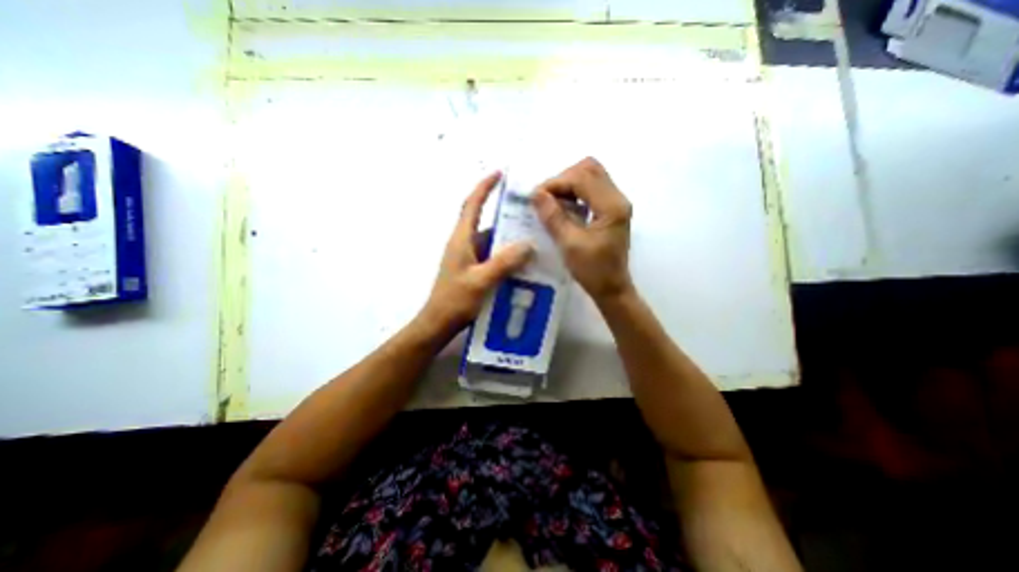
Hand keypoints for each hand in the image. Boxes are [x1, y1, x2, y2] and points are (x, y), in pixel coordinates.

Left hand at [421, 173, 535, 337]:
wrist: (439, 323)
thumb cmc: (455, 300)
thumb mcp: (481, 280)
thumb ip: (504, 262)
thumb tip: (527, 245)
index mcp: (461, 239)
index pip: (472, 205)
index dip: (484, 187)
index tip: (499, 174)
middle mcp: (463, 244)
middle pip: (485, 222)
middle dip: (505, 216)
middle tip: (530, 214)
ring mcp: (468, 258)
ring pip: (491, 241)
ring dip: (508, 239)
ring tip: (532, 239)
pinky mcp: (472, 270)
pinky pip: (492, 256)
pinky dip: (505, 255)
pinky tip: (521, 263)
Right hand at [530, 154, 634, 300]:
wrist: (612, 288)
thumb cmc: (593, 271)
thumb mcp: (569, 244)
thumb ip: (553, 216)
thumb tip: (535, 193)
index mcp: (611, 206)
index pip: (581, 178)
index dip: (555, 183)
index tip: (536, 197)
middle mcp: (617, 198)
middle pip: (589, 169)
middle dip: (563, 179)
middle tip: (545, 197)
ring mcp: (616, 203)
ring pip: (591, 176)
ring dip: (568, 184)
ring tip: (552, 201)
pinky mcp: (611, 209)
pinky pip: (592, 188)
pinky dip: (575, 191)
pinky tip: (563, 206)